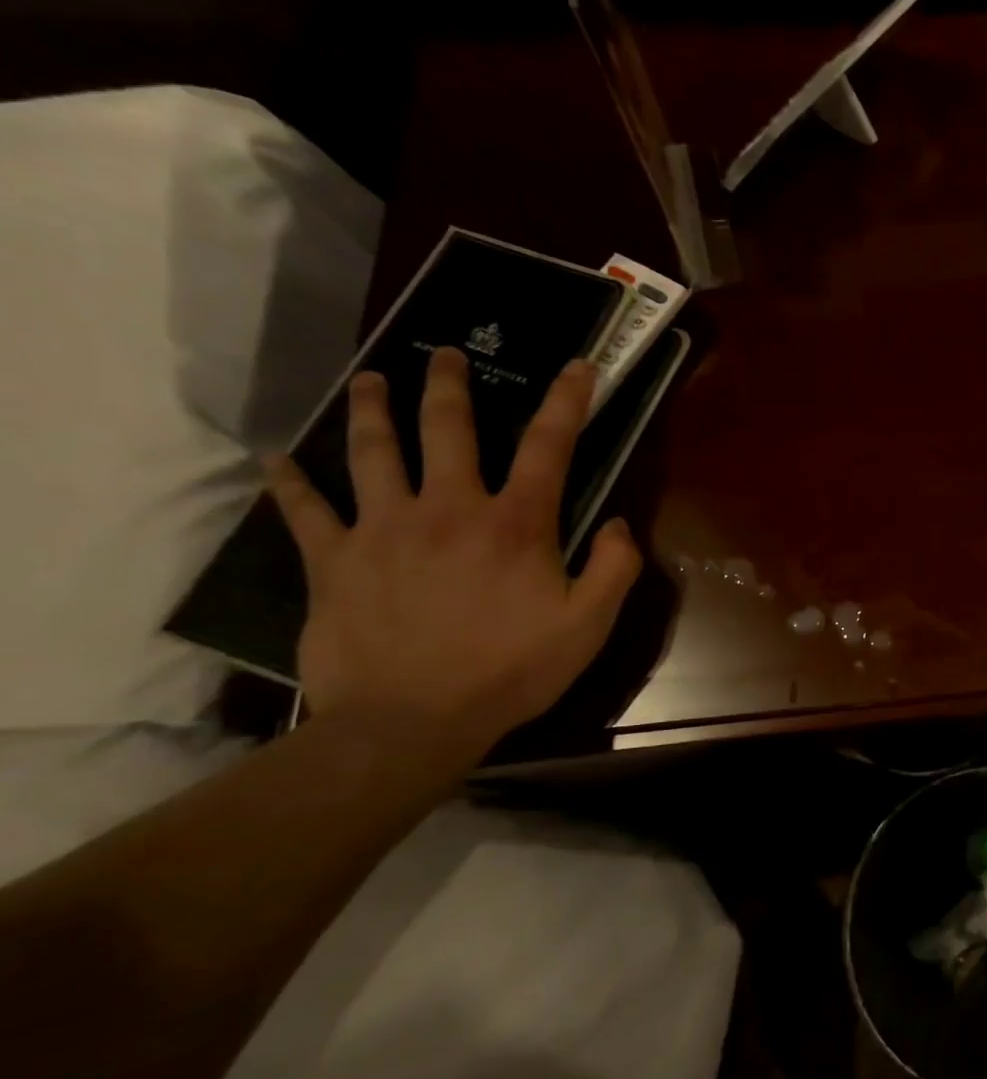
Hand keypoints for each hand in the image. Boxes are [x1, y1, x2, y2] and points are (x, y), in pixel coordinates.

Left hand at [267, 348, 642, 763]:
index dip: (567, 401)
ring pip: (373, 451)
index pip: (549, 446)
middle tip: (446, 355)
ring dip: (372, 409)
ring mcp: (384, 529)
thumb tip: (617, 524)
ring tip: (368, 380)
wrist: (409, 723)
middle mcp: (448, 509)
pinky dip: (291, 482)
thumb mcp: (589, 625)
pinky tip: (278, 459)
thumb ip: (615, 568)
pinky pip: (306, 511)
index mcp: (515, 523)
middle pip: (447, 428)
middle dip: (450, 385)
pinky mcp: (334, 560)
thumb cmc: (510, 671)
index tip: (576, 366)